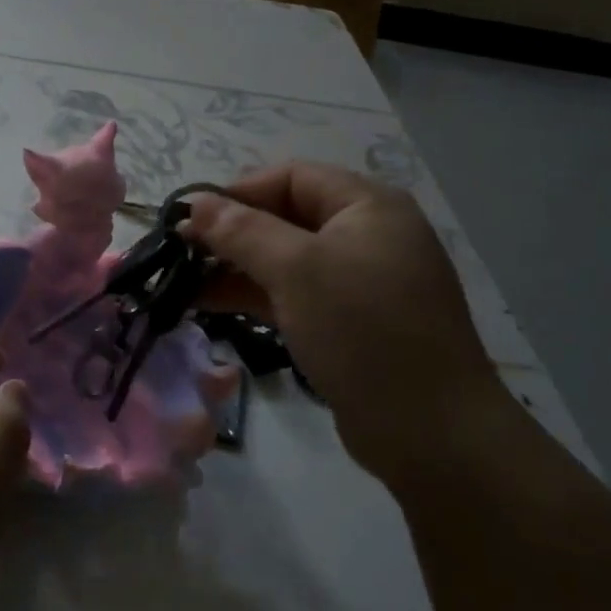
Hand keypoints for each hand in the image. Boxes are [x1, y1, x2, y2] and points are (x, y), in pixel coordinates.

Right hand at [183, 164, 497, 481]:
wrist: (430, 432)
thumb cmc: (363, 330)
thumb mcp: (296, 270)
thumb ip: (241, 231)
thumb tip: (195, 201)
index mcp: (368, 206)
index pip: (291, 177)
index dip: (238, 192)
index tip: (191, 218)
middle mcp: (367, 235)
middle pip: (286, 217)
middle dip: (232, 233)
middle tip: (180, 253)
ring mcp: (359, 282)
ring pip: (286, 260)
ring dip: (236, 267)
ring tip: (183, 282)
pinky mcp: (349, 322)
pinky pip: (295, 294)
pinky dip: (255, 296)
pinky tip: (210, 306)